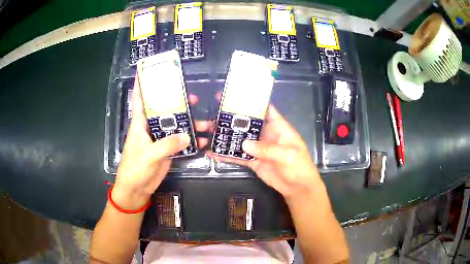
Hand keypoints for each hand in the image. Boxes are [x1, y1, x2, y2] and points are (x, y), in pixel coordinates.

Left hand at [112, 77, 208, 209]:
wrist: (137, 189)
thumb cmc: (135, 168)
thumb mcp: (149, 155)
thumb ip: (167, 145)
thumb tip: (187, 136)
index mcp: (140, 124)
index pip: (139, 100)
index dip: (141, 85)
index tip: (145, 70)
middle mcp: (150, 128)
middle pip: (164, 110)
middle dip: (177, 102)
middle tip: (193, 98)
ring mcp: (160, 139)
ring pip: (175, 126)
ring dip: (189, 123)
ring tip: (206, 121)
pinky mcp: (167, 150)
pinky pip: (180, 142)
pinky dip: (191, 141)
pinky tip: (202, 140)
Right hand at [207, 105, 321, 201]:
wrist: (297, 188)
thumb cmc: (298, 167)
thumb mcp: (287, 154)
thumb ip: (267, 148)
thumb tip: (244, 144)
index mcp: (278, 127)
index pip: (265, 109)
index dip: (253, 102)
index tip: (236, 95)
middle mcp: (266, 135)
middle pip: (249, 123)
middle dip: (234, 117)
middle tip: (216, 111)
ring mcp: (258, 148)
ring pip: (241, 139)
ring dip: (228, 136)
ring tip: (211, 130)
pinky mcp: (253, 161)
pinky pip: (238, 156)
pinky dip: (227, 155)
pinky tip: (214, 154)